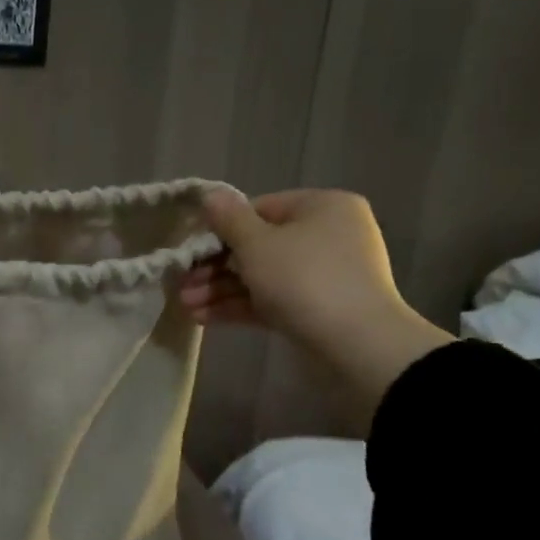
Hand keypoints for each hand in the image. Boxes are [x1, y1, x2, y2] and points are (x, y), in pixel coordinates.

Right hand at [182, 188, 453, 422]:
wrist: (356, 344)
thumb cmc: (303, 278)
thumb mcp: (257, 244)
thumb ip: (229, 219)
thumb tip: (210, 195)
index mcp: (322, 207)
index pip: (260, 209)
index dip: (221, 229)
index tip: (190, 250)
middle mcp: (328, 235)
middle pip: (258, 245)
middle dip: (214, 267)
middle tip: (182, 284)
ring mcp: (324, 274)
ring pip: (261, 276)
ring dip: (220, 289)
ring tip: (186, 306)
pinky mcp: (317, 308)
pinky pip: (272, 299)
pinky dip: (240, 306)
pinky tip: (203, 318)